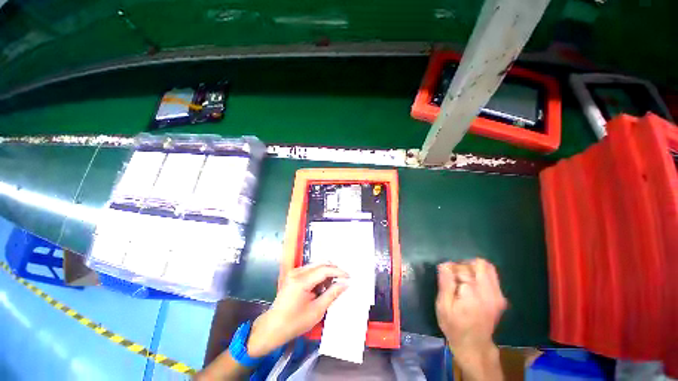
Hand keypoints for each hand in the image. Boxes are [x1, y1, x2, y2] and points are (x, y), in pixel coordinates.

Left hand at [246, 264, 348, 356]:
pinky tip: (322, 286)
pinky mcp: (293, 275)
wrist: (272, 328)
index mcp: (301, 281)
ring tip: (333, 284)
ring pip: (316, 265)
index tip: (349, 276)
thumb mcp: (316, 311)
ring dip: (326, 272)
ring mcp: (294, 272)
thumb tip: (345, 284)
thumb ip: (332, 294)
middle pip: (320, 264)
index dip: (338, 271)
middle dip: (333, 270)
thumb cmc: (294, 323)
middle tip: (343, 279)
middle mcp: (297, 272)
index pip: (324, 269)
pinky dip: (319, 275)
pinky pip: (310, 270)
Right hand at [436, 259, 506, 379]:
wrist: (474, 346)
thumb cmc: (454, 326)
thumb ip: (445, 283)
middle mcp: (489, 292)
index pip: (462, 268)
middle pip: (479, 264)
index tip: (447, 278)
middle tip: (456, 277)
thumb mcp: (443, 306)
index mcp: (473, 293)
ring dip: (474, 269)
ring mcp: (498, 295)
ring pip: (488, 268)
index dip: (452, 270)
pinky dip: (481, 275)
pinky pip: (492, 276)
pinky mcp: (501, 298)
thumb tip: (445, 264)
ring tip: (464, 279)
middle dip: (464, 266)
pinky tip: (473, 286)